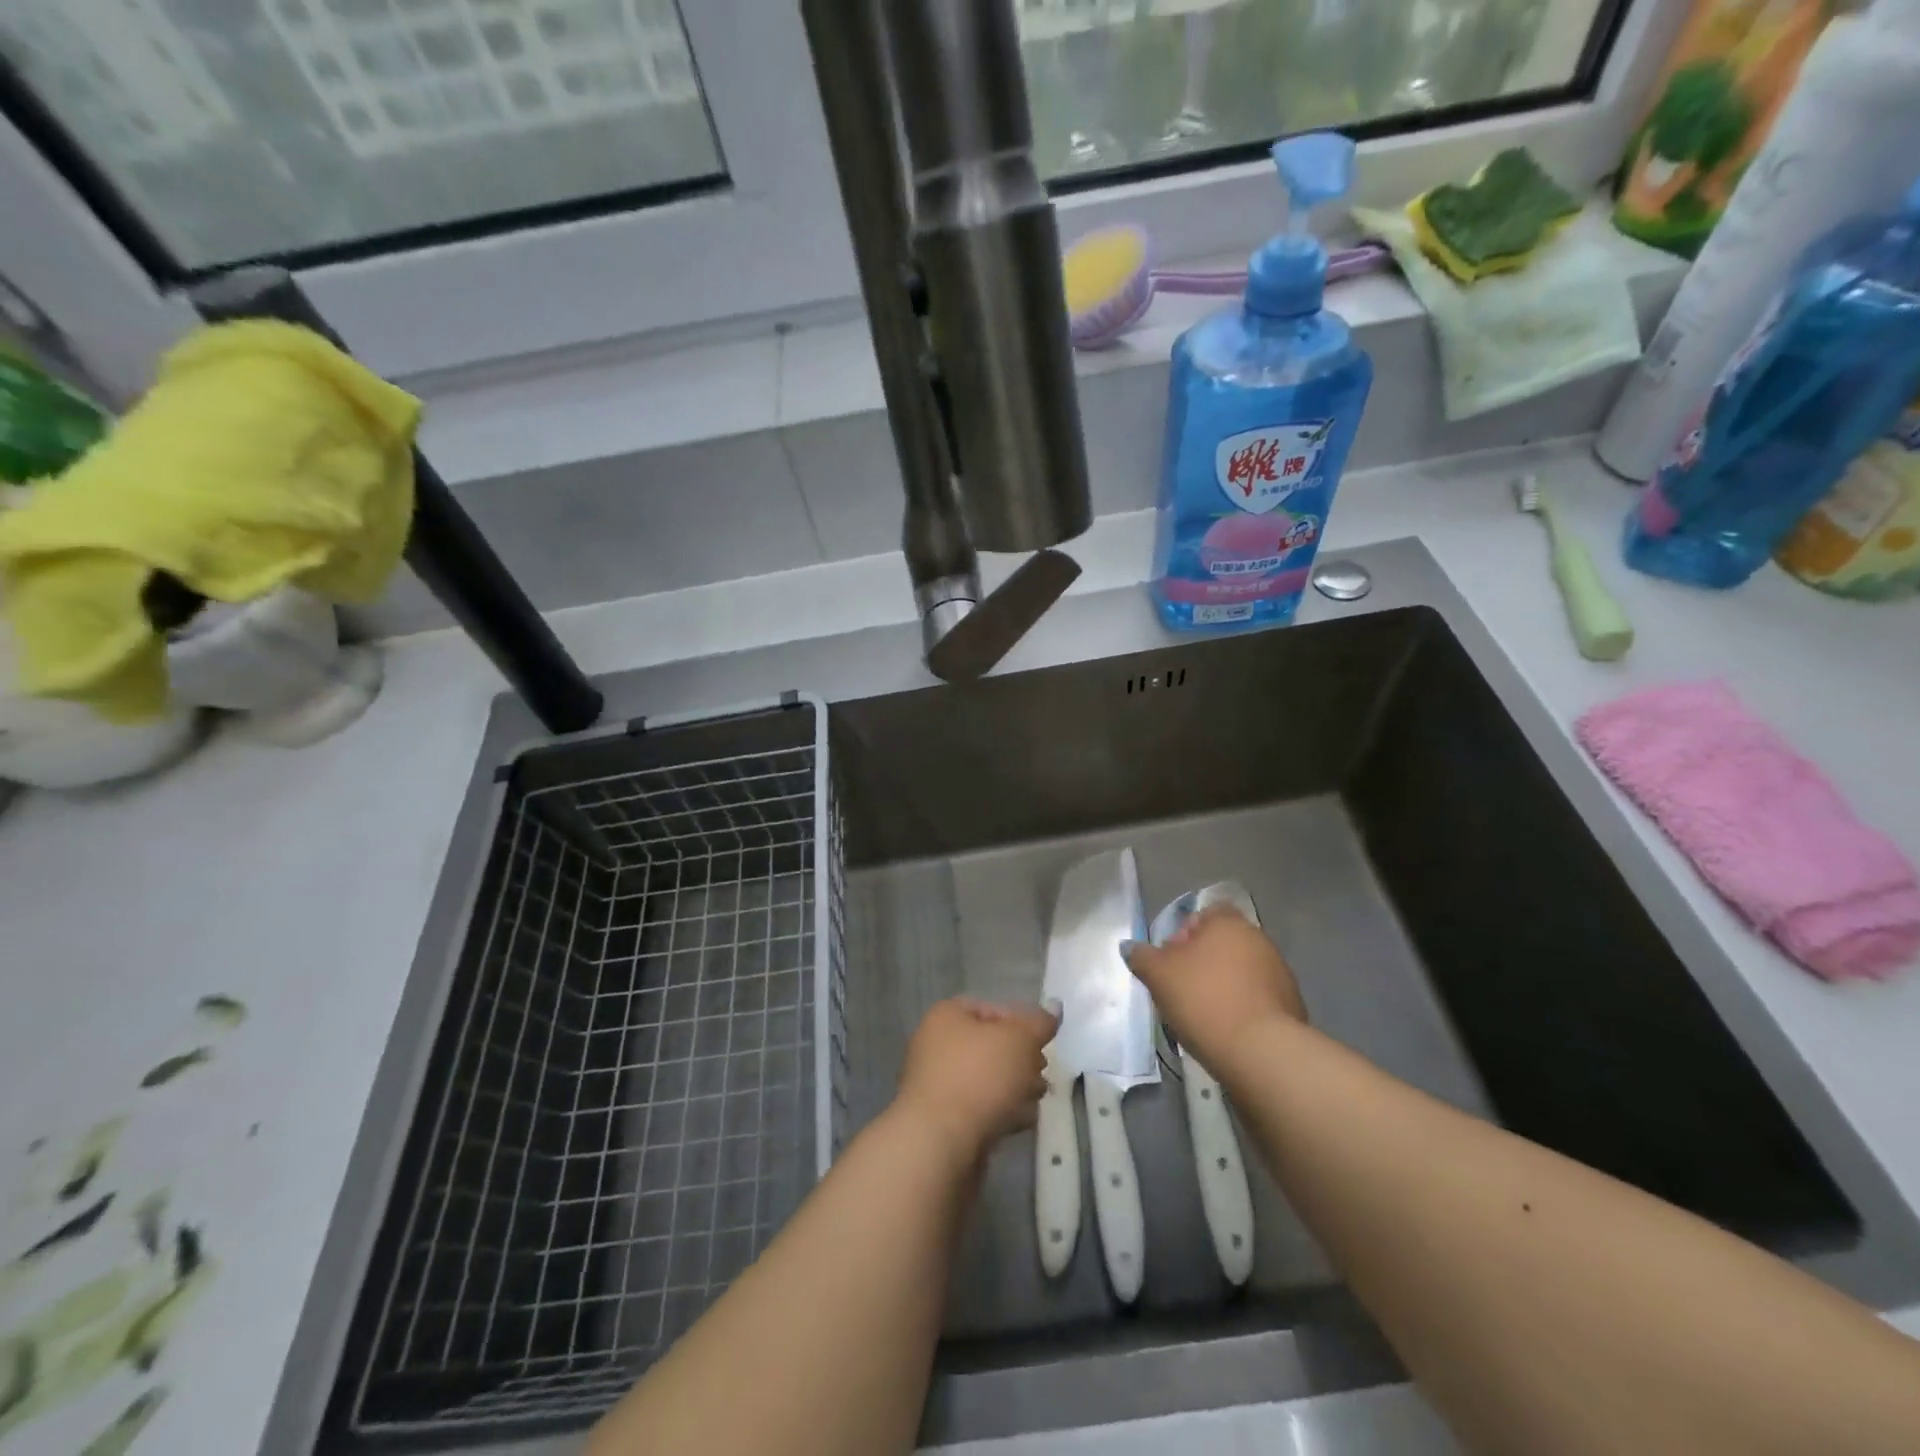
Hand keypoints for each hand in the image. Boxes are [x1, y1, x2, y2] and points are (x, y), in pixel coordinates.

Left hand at [894, 998, 1059, 1168]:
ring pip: (987, 1079)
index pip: (989, 1009)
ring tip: (1036, 1100)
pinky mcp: (943, 1121)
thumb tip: (1054, 1008)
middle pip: (989, 1046)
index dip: (1020, 1022)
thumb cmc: (980, 1076)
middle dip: (1021, 1060)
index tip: (1041, 1043)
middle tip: (1042, 1073)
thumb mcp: (1020, 1040)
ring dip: (1016, 1088)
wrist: (941, 1143)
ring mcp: (937, 1085)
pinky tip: (1021, 1123)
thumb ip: (1039, 1024)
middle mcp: (935, 1046)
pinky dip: (1001, 1112)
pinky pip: (979, 1108)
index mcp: (946, 1017)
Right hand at [1123, 904, 1306, 1073]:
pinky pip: (1257, 997)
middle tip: (1181, 988)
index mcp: (1228, 923)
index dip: (1184, 933)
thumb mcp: (1158, 975)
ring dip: (1224, 985)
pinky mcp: (1292, 1005)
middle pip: (1223, 943)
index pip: (1205, 915)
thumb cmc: (1204, 999)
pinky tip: (1227, 1029)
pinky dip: (1242, 1006)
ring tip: (1203, 1014)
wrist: (1261, 1052)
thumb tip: (1129, 947)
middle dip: (1202, 962)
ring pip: (1241, 971)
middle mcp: (1259, 939)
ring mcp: (1280, 972)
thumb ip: (1142, 957)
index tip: (1171, 961)